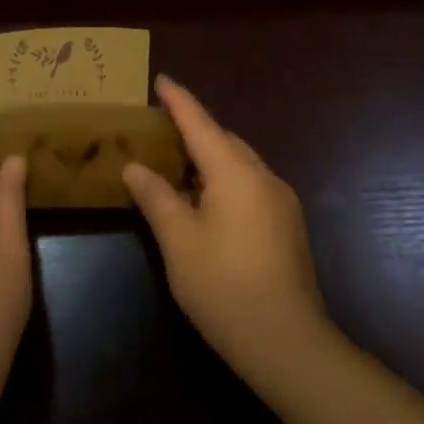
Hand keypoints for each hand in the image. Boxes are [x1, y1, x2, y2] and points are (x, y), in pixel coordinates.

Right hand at [123, 76, 330, 381]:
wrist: (288, 344)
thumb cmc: (224, 286)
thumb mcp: (178, 241)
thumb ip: (155, 197)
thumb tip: (135, 167)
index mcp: (235, 172)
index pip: (200, 123)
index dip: (178, 100)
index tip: (161, 79)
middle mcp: (263, 177)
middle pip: (223, 140)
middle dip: (193, 128)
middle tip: (158, 127)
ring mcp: (280, 202)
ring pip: (238, 163)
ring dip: (208, 156)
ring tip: (175, 162)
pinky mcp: (287, 225)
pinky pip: (249, 185)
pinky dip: (223, 179)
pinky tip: (204, 200)